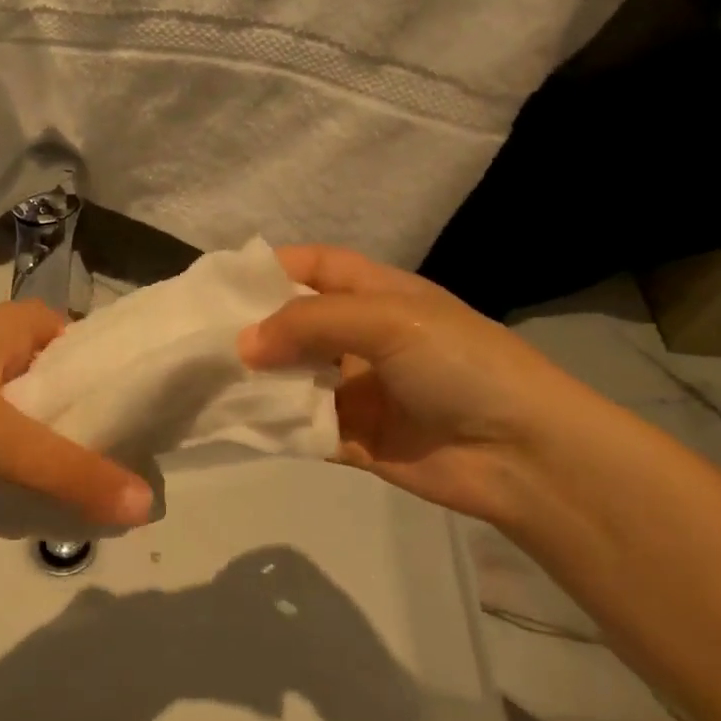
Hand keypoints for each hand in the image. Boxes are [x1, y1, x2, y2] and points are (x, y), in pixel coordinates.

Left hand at [0, 302, 154, 534]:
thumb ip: (70, 470)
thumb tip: (147, 507)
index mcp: (14, 325)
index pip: (92, 348)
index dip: (123, 383)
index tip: (158, 426)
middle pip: (67, 388)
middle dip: (95, 427)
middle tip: (137, 470)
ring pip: (37, 423)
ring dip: (61, 455)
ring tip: (105, 493)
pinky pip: (6, 450)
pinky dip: (26, 472)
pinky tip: (49, 503)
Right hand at [238, 244, 609, 525]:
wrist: (522, 453)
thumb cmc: (458, 362)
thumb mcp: (387, 320)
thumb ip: (310, 322)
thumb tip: (243, 344)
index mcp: (377, 294)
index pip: (315, 266)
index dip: (271, 267)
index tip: (220, 283)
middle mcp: (363, 337)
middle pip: (296, 324)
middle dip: (253, 329)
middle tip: (197, 339)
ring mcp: (358, 389)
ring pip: (293, 378)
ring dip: (258, 380)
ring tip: (205, 381)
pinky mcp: (354, 439)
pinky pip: (303, 427)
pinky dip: (274, 426)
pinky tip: (236, 423)